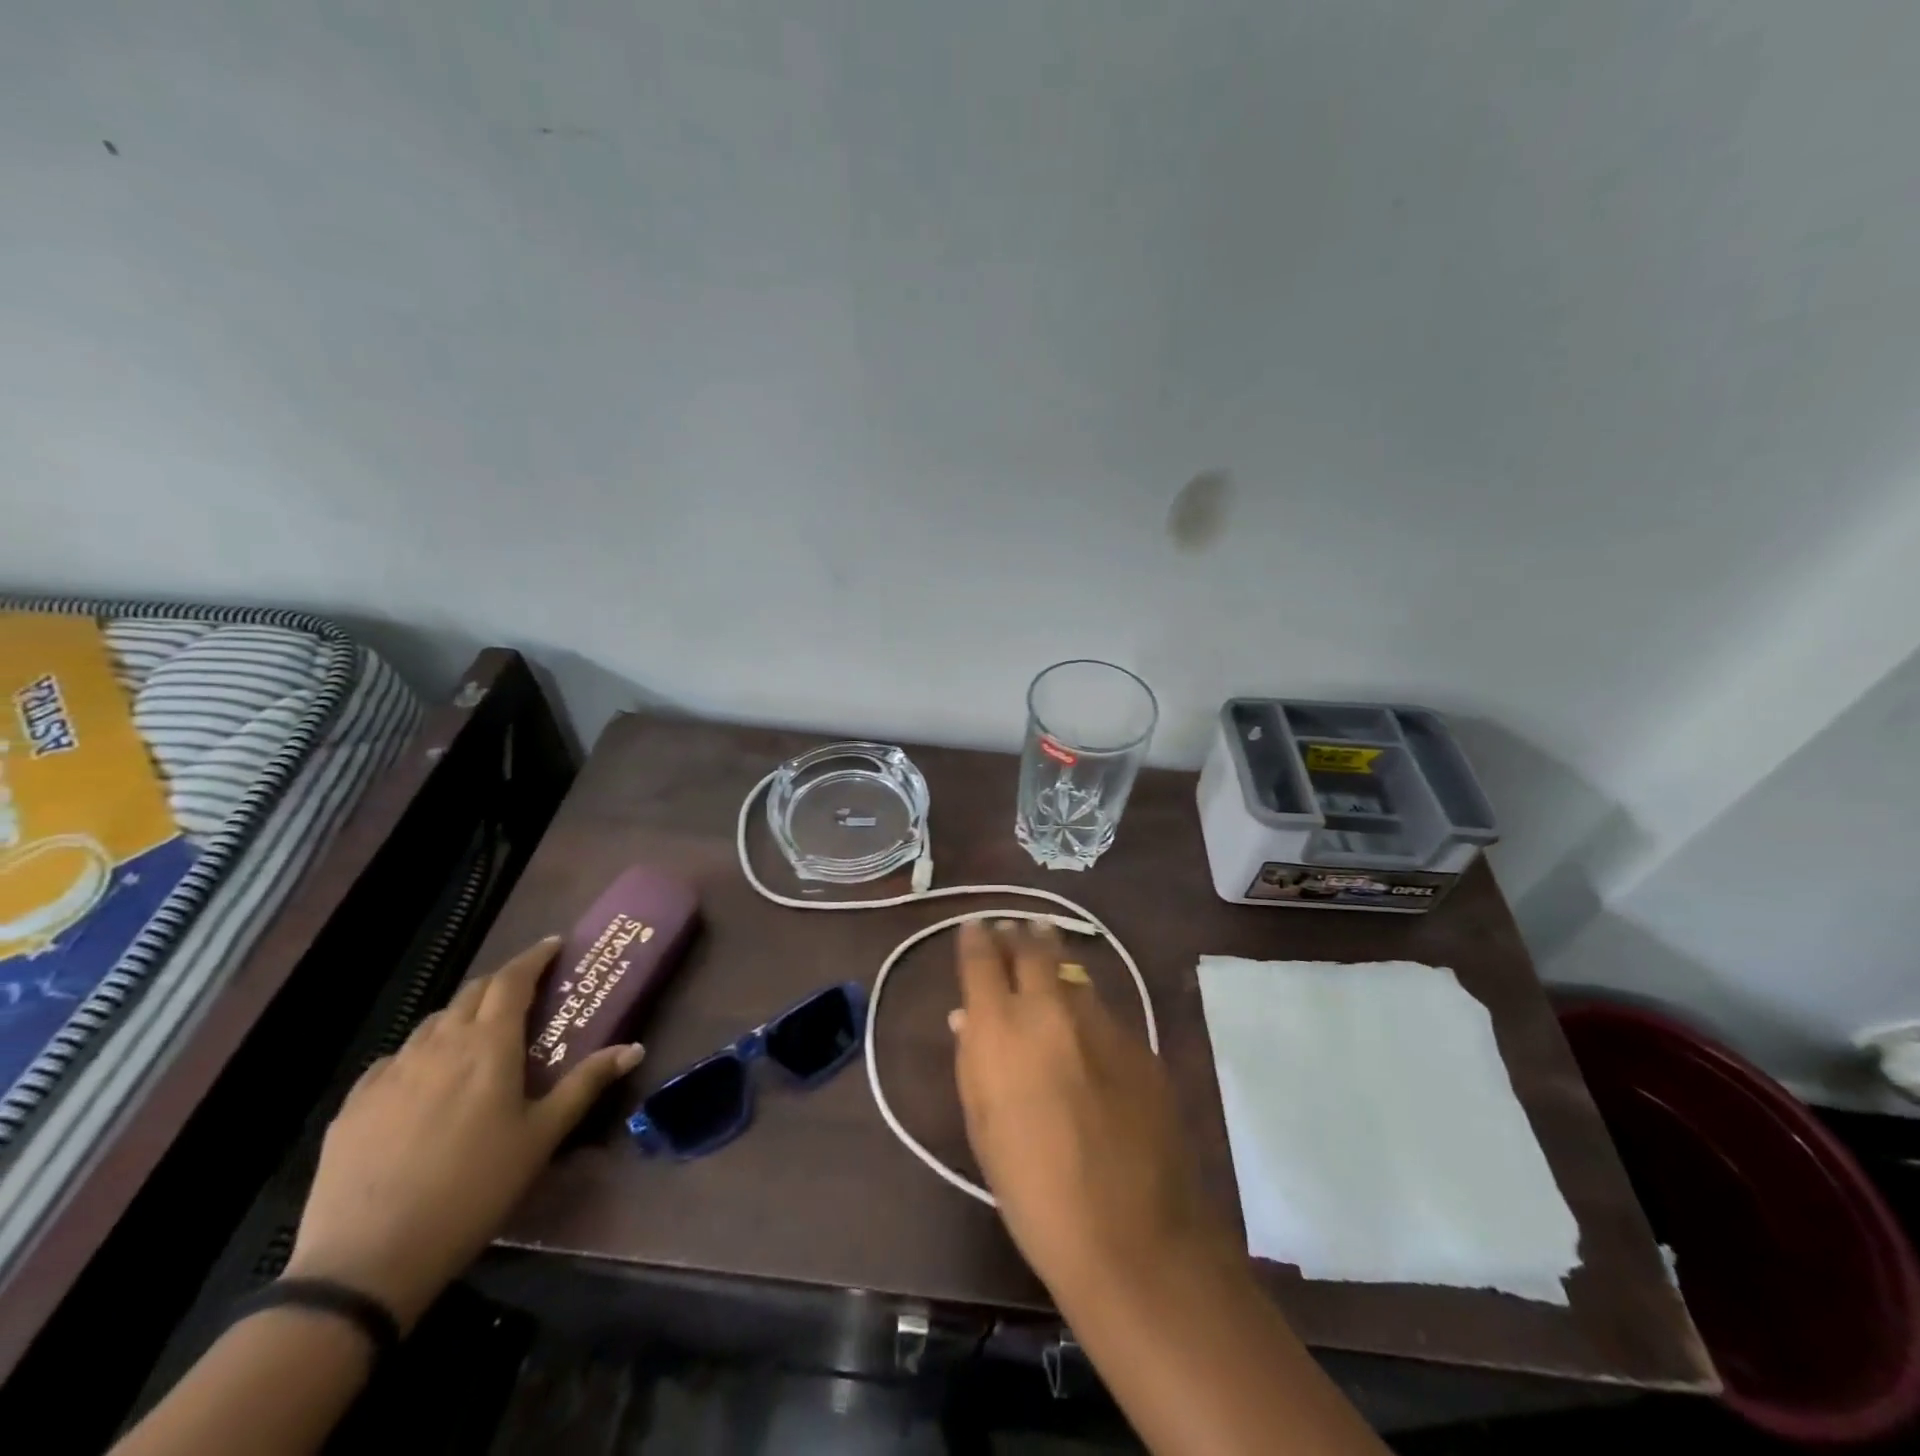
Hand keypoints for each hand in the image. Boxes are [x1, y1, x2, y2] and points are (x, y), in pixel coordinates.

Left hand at [284, 937, 642, 1329]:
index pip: (513, 980)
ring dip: (462, 1017)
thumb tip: (634, 1048)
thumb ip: (586, 1084)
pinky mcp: (354, 1105)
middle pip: (472, 993)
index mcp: (488, 1045)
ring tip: (477, 1036)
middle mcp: (438, 1044)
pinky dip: (421, 1054)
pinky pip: (395, 1060)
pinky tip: (424, 1082)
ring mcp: (390, 1073)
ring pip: (432, 1024)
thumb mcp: (542, 1137)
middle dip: (501, 983)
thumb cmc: (474, 1189)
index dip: (534, 958)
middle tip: (525, 991)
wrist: (366, 1261)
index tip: (553, 945)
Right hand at [950, 920, 1231, 1300]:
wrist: (1131, 1234)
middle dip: (1021, 934)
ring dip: (1057, 965)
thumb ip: (973, 1061)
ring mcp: (1102, 1022)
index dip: (976, 938)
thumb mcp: (984, 1128)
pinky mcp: (1139, 1042)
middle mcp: (1051, 1009)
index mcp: (1001, 1029)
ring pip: (1073, 974)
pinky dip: (1086, 1009)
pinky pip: (1104, 1011)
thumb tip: (967, 1018)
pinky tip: (1086, 1030)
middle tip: (1016, 929)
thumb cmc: (1033, 1191)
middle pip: (1034, 948)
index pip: (982, 960)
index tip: (974, 927)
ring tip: (1048, 962)